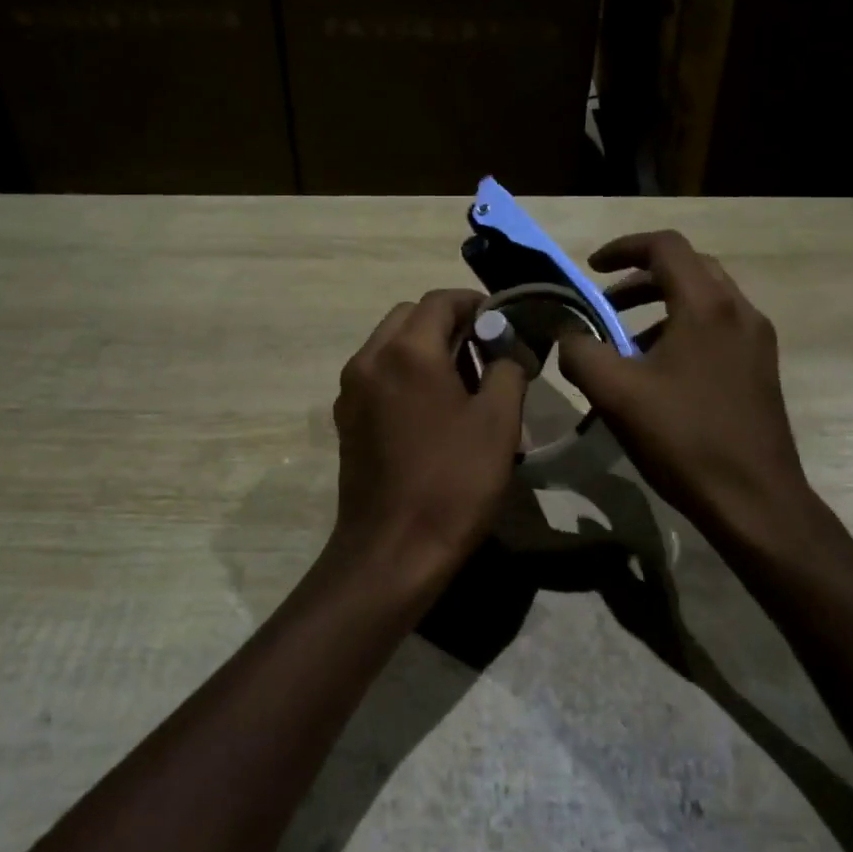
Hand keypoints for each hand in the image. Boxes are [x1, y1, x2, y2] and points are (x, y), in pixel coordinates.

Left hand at [328, 289, 527, 602]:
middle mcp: (370, 358)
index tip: (502, 322)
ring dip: (424, 346)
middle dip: (447, 322)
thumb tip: (506, 349)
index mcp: (407, 351)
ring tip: (461, 380)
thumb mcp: (498, 422)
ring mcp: (351, 389)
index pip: (440, 300)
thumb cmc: (453, 482)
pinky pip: (378, 373)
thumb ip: (507, 368)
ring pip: (390, 343)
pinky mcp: (345, 418)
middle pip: (410, 316)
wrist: (392, 551)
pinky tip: (431, 407)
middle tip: (483, 350)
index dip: (475, 303)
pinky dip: (404, 371)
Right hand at [558, 231, 819, 548]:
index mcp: (706, 305)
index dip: (623, 247)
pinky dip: (683, 329)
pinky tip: (659, 373)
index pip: (665, 246)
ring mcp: (756, 341)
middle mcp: (739, 311)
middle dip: (641, 278)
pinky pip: (718, 327)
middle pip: (688, 267)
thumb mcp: (615, 393)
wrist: (755, 501)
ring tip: (625, 343)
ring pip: (705, 299)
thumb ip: (580, 352)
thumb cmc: (684, 438)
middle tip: (606, 303)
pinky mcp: (760, 369)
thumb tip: (568, 335)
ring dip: (661, 306)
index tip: (591, 268)